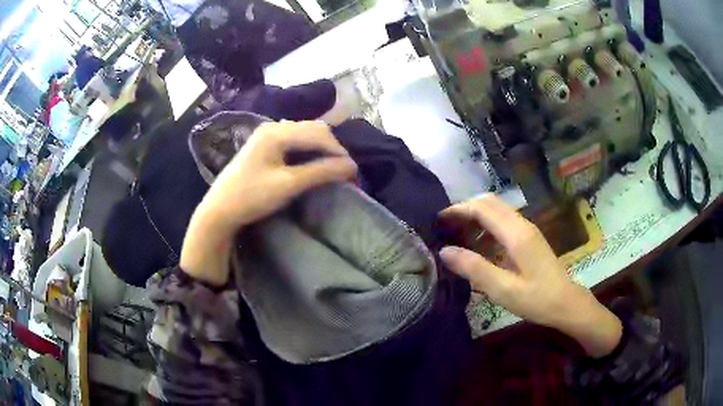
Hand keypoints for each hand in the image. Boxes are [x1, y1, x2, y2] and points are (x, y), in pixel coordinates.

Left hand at [180, 121, 357, 285]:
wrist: (220, 210)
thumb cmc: (251, 197)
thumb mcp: (288, 185)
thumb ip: (320, 172)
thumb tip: (352, 166)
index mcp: (277, 132)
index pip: (318, 133)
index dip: (339, 151)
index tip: (352, 172)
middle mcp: (273, 126)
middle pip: (313, 129)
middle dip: (332, 148)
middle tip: (343, 171)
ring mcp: (267, 134)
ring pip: (304, 134)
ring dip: (321, 149)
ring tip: (331, 168)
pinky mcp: (265, 144)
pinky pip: (294, 141)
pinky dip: (308, 150)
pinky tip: (313, 164)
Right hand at [439, 194, 621, 357]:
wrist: (566, 303)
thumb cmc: (537, 299)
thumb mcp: (503, 289)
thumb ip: (474, 268)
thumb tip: (444, 251)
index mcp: (516, 234)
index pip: (483, 208)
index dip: (458, 210)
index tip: (438, 220)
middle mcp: (522, 225)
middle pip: (490, 203)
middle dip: (465, 209)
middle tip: (445, 226)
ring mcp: (527, 230)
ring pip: (497, 210)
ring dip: (476, 217)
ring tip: (457, 235)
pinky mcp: (529, 238)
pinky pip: (504, 222)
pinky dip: (487, 226)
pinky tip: (479, 245)